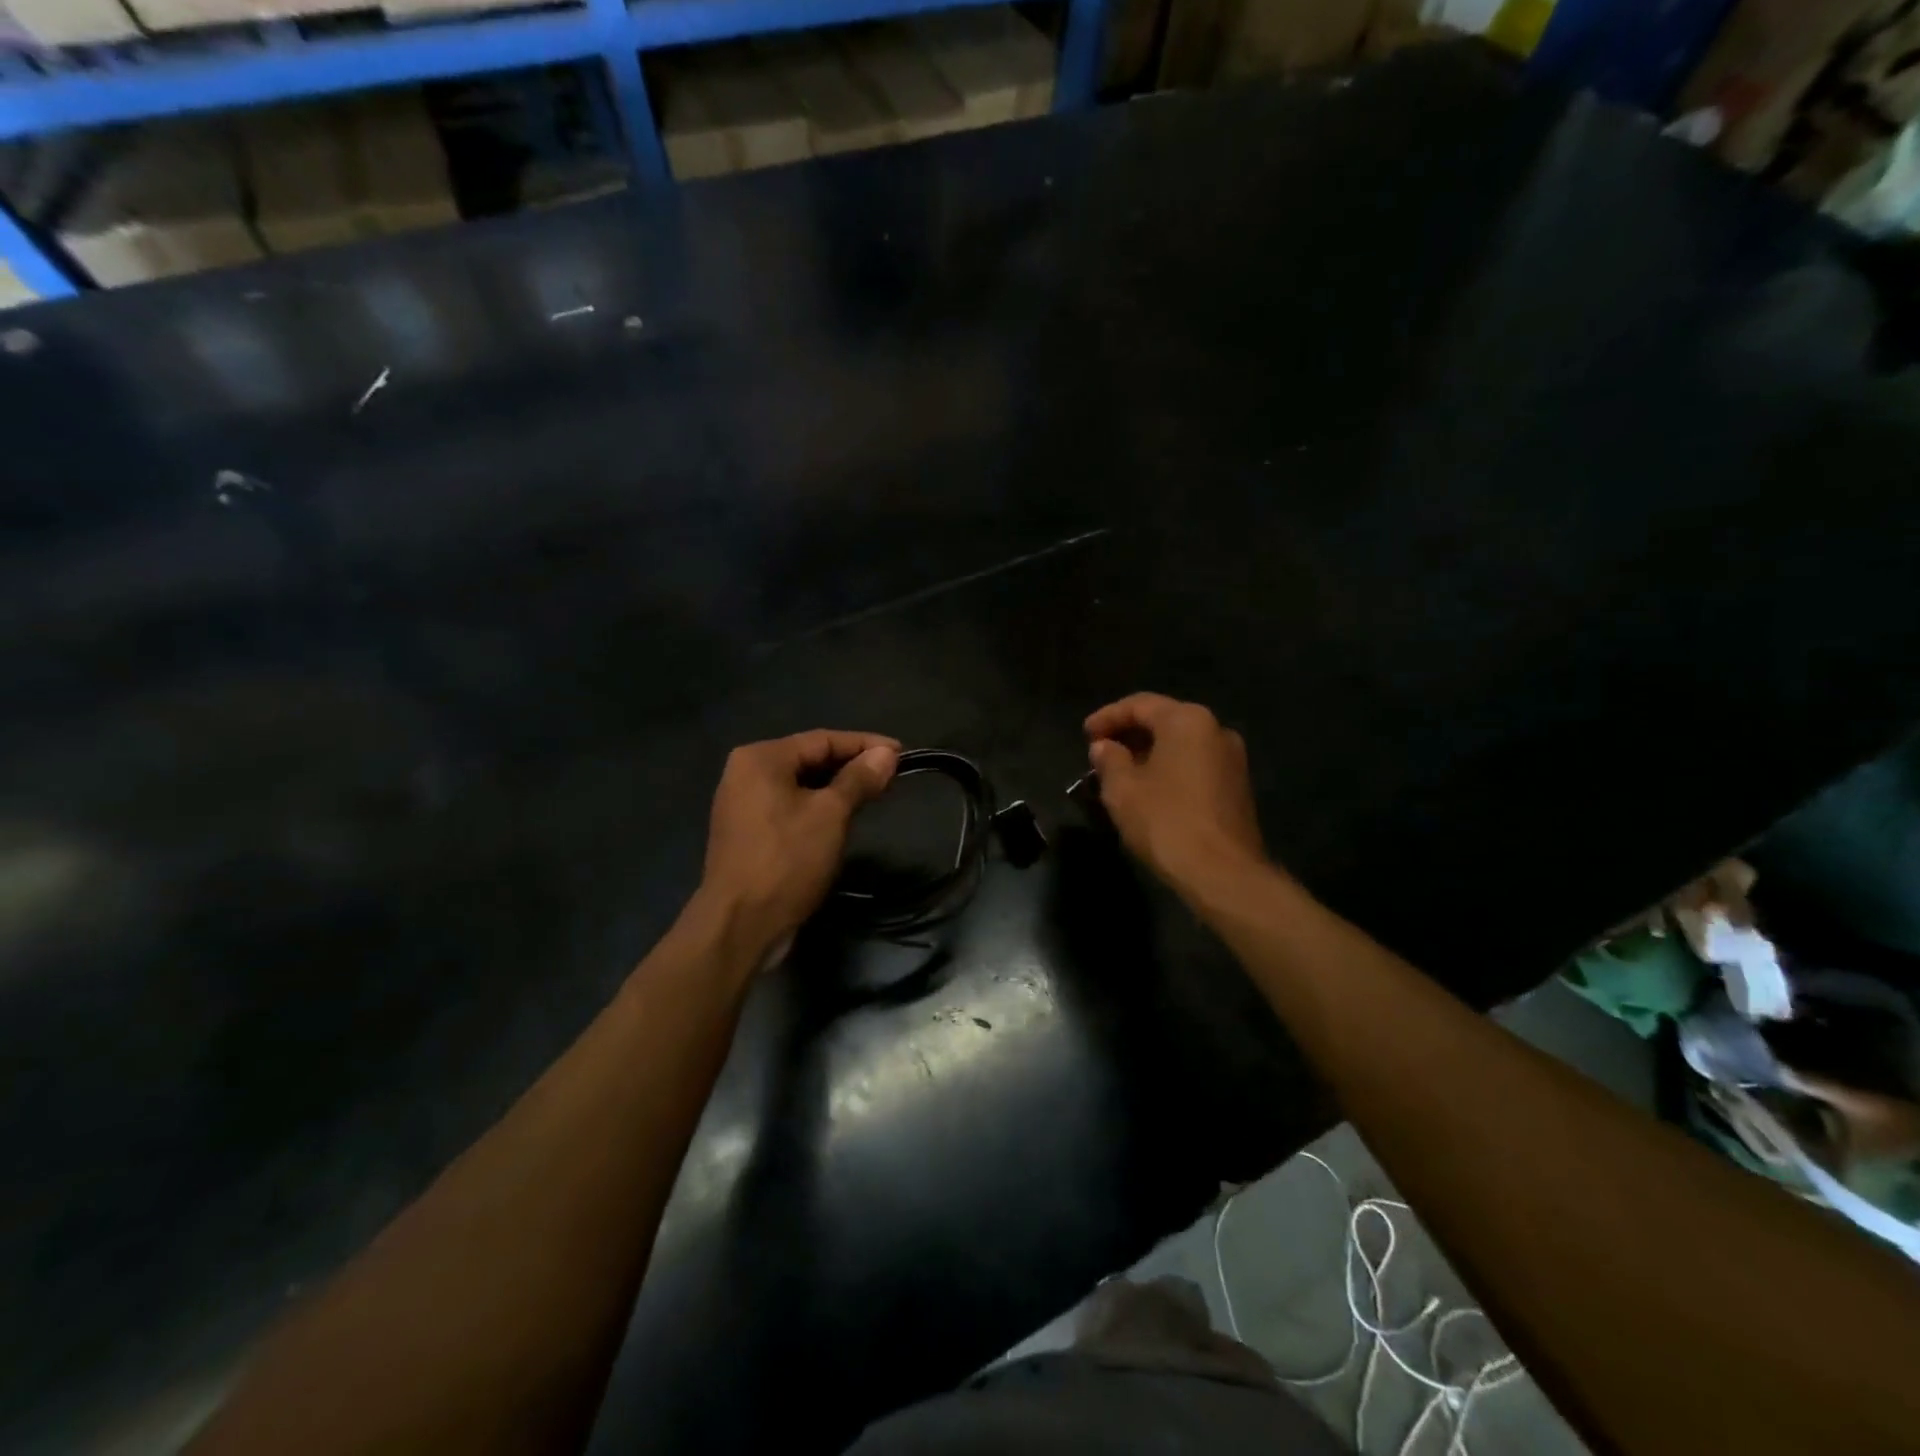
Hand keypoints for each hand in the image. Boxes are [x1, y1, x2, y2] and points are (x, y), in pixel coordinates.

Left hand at [699, 730, 899, 955]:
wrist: (740, 926)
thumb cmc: (787, 861)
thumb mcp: (830, 815)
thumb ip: (858, 779)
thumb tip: (886, 754)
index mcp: (760, 758)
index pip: (822, 739)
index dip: (865, 744)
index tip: (901, 753)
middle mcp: (745, 773)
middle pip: (809, 759)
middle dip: (851, 766)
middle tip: (891, 776)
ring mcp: (742, 804)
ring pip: (800, 785)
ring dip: (837, 788)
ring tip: (874, 795)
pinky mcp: (747, 833)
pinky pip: (789, 807)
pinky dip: (817, 807)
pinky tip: (842, 819)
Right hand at [1085, 694, 1266, 896]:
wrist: (1222, 873)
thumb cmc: (1166, 821)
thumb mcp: (1122, 789)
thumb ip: (1109, 759)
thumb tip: (1104, 746)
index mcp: (1188, 721)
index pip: (1140, 705)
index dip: (1107, 717)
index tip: (1084, 735)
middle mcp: (1216, 730)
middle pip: (1164, 720)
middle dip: (1129, 733)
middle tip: (1099, 751)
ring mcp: (1232, 759)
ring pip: (1180, 744)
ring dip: (1148, 752)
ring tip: (1119, 772)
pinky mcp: (1237, 786)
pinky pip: (1194, 764)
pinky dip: (1168, 768)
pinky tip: (1147, 789)